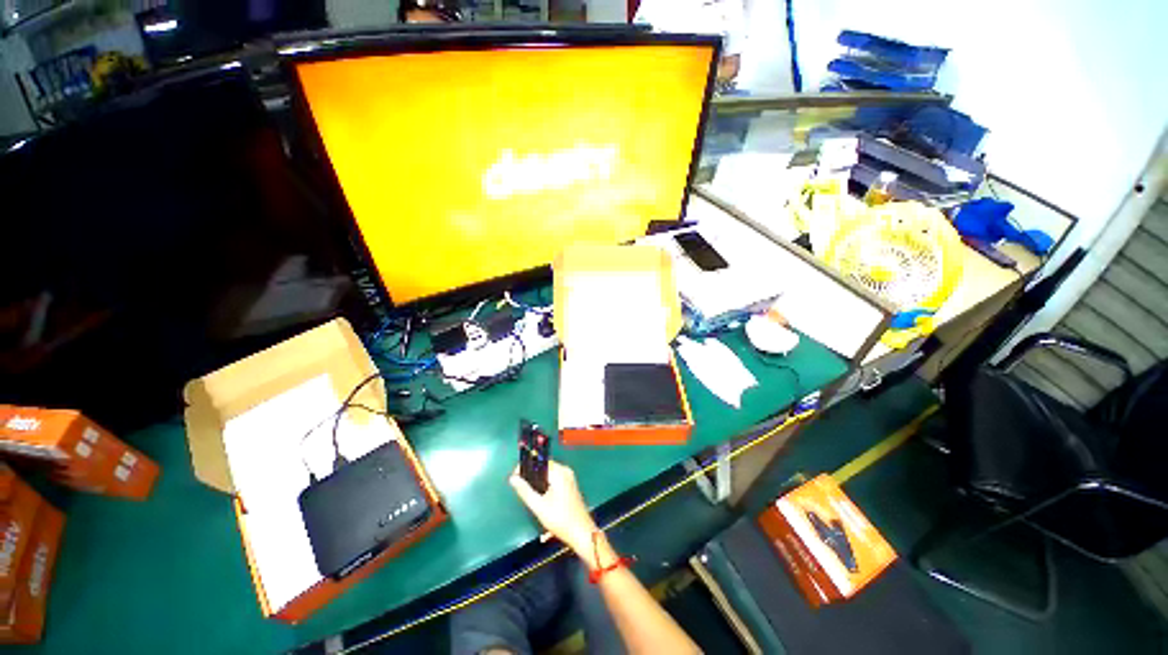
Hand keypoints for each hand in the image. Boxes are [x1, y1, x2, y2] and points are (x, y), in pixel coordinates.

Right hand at [510, 460, 597, 556]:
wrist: (581, 533)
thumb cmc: (560, 519)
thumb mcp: (539, 507)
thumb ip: (525, 491)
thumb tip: (513, 478)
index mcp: (559, 472)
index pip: (539, 462)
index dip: (526, 467)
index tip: (515, 476)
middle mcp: (565, 471)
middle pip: (544, 468)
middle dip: (531, 475)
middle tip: (520, 486)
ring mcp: (569, 478)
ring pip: (549, 474)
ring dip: (538, 481)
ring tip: (528, 493)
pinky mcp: (570, 485)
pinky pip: (554, 479)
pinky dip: (546, 485)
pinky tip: (540, 497)